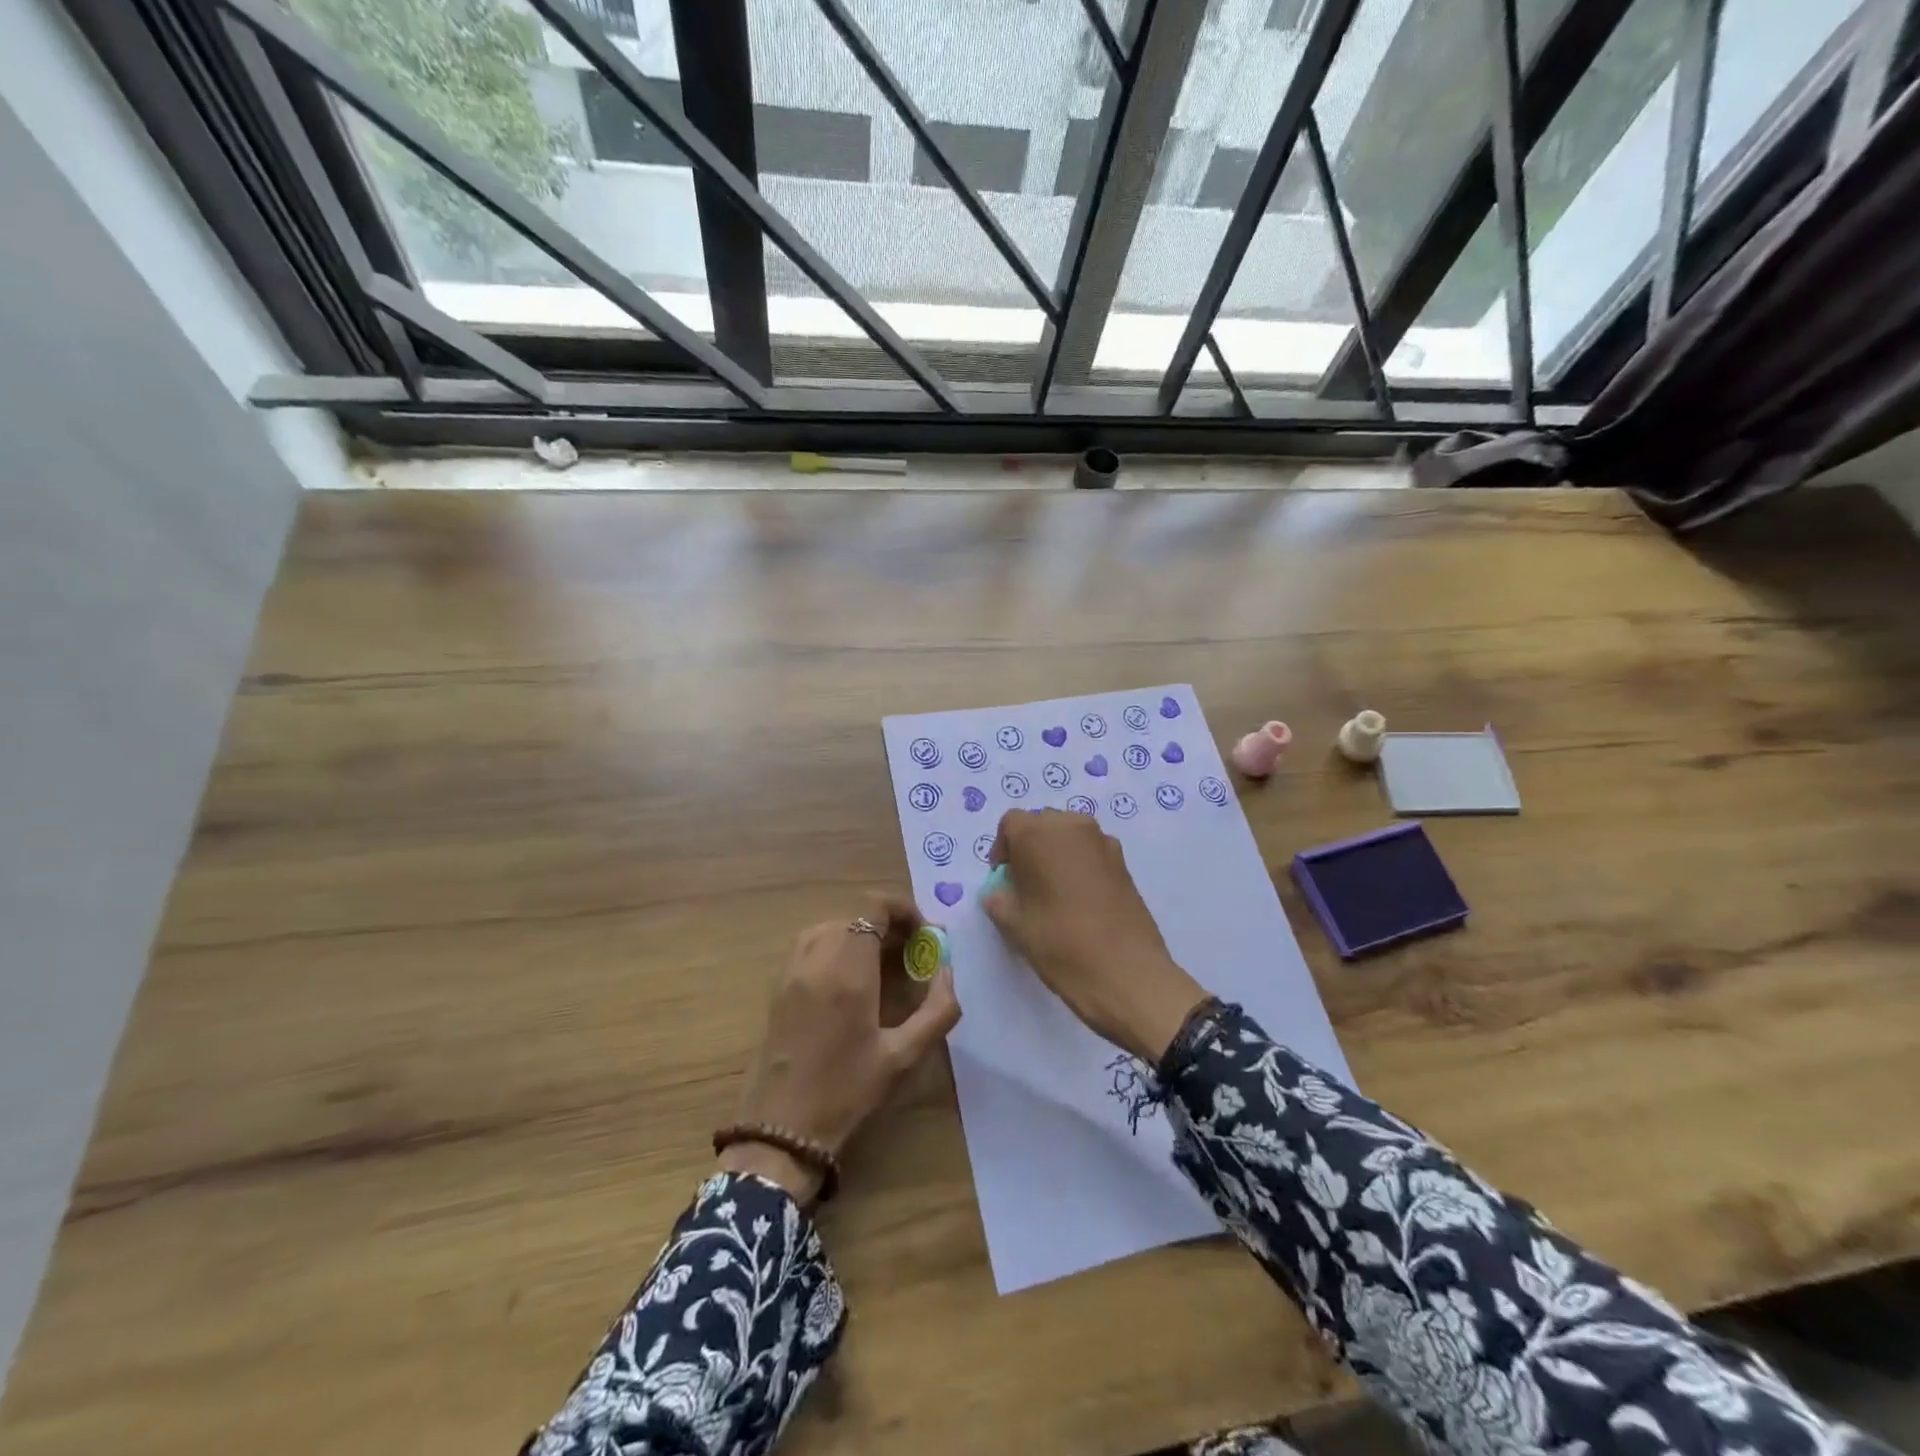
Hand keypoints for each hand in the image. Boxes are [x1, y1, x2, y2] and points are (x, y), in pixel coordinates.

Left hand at [725, 895, 960, 1202]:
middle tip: (912, 953)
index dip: (903, 910)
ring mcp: (792, 971)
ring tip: (883, 962)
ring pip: (831, 926)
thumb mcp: (903, 1057)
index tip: (925, 934)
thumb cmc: (846, 1093)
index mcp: (847, 970)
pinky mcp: (778, 986)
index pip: (873, 909)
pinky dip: (835, 945)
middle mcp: (816, 959)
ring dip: (860, 933)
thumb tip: (947, 971)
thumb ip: (937, 1010)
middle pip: (854, 915)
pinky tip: (851, 977)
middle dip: (887, 924)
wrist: (780, 1131)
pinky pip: (810, 944)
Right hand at [982, 809, 1206, 1062]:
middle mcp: (1072, 826)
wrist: (1127, 973)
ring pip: (1069, 836)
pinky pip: (1092, 852)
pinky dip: (1080, 865)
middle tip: (1025, 885)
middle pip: (1042, 824)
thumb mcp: (1014, 926)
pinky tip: (1080, 901)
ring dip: (1056, 854)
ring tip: (1053, 893)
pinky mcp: (1124, 863)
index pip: (1010, 823)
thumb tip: (1001, 892)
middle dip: (1029, 848)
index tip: (1003, 880)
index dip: (1002, 849)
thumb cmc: (1061, 944)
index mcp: (1038, 834)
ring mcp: (1104, 842)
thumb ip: (998, 900)